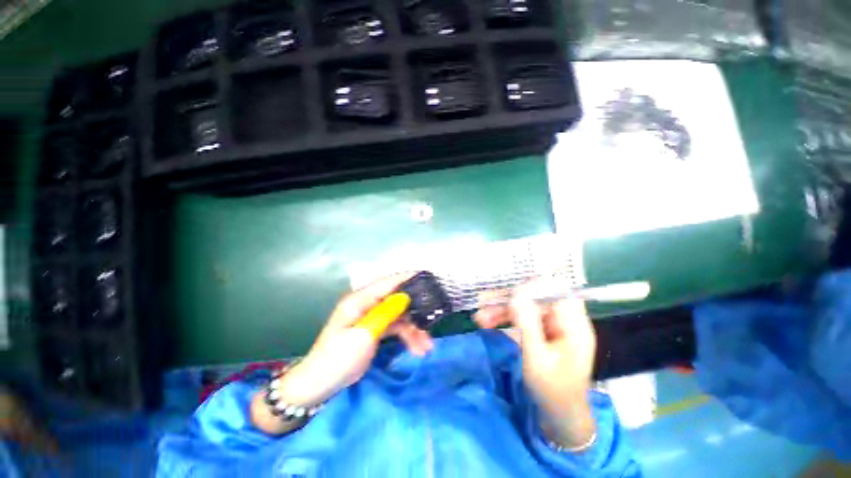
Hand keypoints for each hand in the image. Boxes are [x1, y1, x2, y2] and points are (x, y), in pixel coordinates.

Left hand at [281, 273, 434, 405]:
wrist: (319, 385)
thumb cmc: (338, 358)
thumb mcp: (363, 335)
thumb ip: (386, 313)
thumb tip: (405, 297)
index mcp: (360, 299)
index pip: (388, 282)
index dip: (408, 278)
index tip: (428, 277)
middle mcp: (367, 303)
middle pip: (397, 299)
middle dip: (416, 310)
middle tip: (433, 320)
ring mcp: (372, 316)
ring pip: (400, 315)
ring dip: (414, 328)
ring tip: (427, 346)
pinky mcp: (375, 329)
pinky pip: (396, 327)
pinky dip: (407, 336)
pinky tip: (418, 348)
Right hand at [474, 278, 596, 448]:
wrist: (559, 415)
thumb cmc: (552, 390)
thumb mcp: (537, 357)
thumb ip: (527, 323)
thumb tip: (517, 292)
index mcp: (573, 324)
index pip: (556, 290)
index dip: (532, 286)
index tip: (509, 293)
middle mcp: (564, 320)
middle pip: (535, 298)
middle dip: (508, 301)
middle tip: (483, 303)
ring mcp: (552, 326)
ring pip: (525, 308)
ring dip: (502, 311)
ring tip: (479, 317)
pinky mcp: (542, 332)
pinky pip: (522, 319)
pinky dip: (505, 320)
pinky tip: (487, 323)